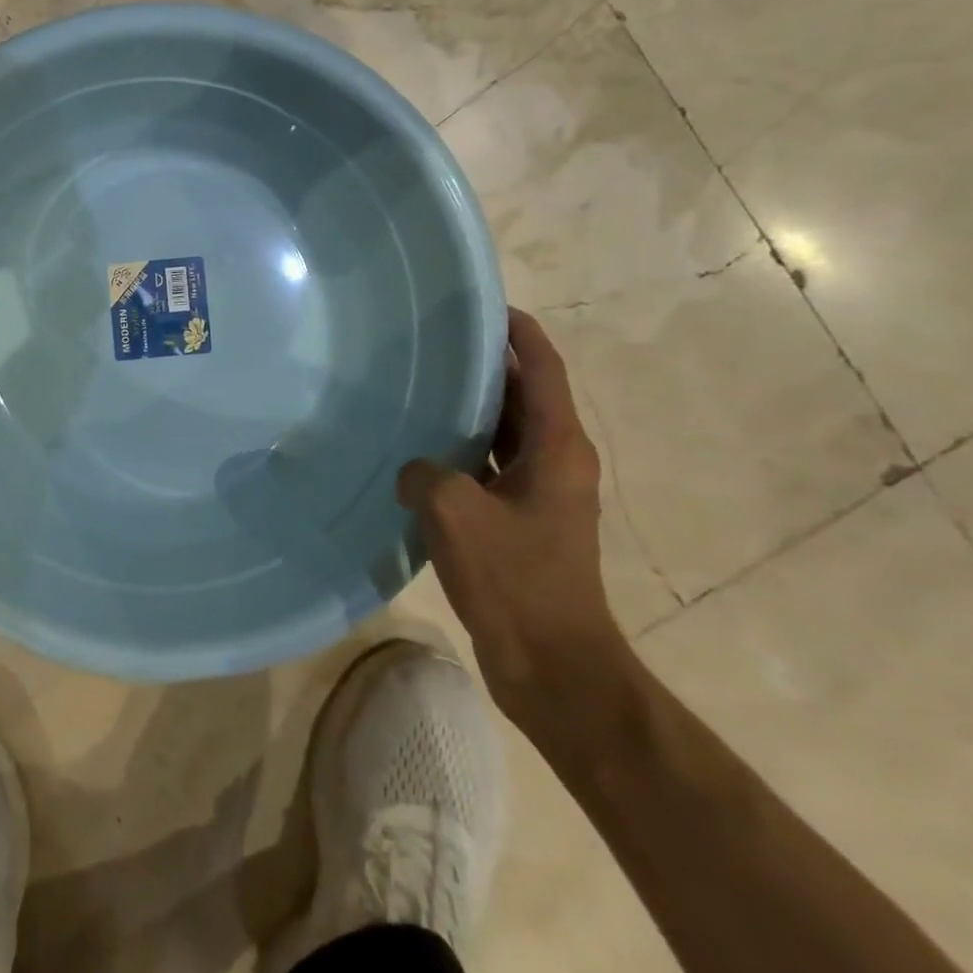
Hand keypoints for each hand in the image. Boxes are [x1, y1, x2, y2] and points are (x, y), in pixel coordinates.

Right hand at [398, 308, 626, 728]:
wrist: (554, 667)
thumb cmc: (516, 580)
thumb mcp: (455, 513)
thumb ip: (425, 473)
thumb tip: (414, 471)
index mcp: (559, 447)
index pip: (543, 368)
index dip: (518, 332)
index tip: (482, 306)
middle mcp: (557, 461)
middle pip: (523, 395)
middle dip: (484, 365)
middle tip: (431, 343)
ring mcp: (540, 494)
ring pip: (503, 432)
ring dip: (469, 409)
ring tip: (417, 386)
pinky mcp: (522, 521)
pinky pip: (489, 466)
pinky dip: (461, 449)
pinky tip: (418, 451)